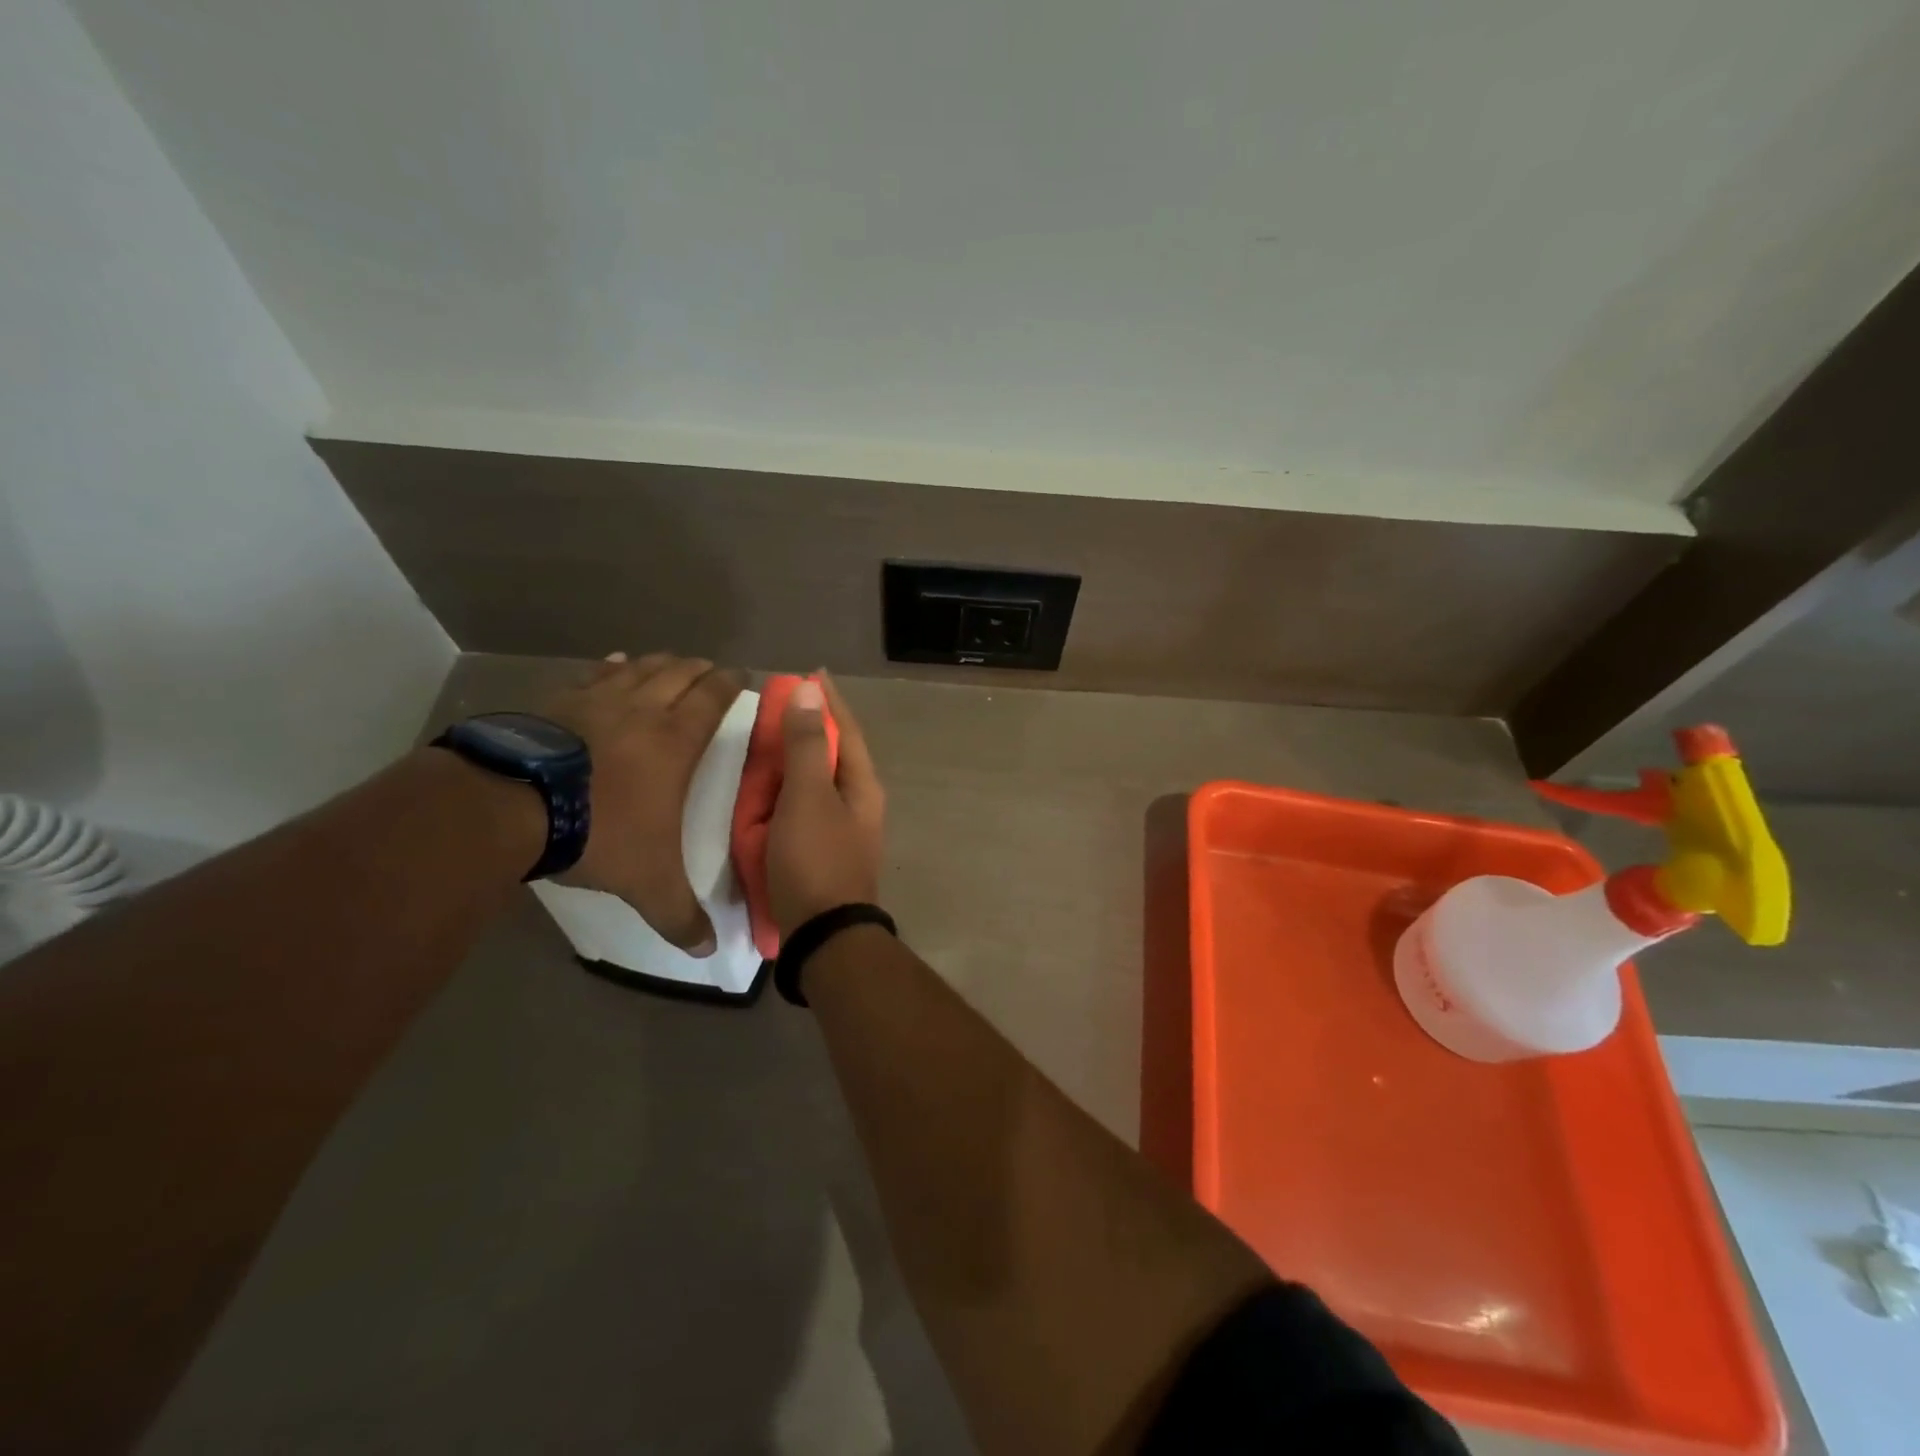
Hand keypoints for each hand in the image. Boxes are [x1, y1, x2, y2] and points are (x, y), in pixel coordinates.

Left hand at [539, 652, 740, 952]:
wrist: (512, 807)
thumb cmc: (599, 832)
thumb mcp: (648, 882)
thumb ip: (679, 916)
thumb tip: (708, 952)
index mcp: (675, 741)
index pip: (712, 699)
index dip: (730, 684)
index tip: (742, 675)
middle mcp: (643, 710)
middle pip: (679, 674)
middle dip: (700, 669)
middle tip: (712, 668)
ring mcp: (597, 701)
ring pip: (640, 668)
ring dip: (661, 662)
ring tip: (673, 660)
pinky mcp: (559, 703)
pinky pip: (595, 675)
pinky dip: (612, 667)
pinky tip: (615, 662)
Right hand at [767, 674, 885, 936]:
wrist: (823, 936)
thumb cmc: (815, 860)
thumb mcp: (807, 797)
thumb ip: (805, 744)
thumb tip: (810, 690)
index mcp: (861, 784)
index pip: (845, 728)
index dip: (827, 700)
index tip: (809, 673)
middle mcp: (858, 802)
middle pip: (832, 753)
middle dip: (808, 727)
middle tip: (778, 707)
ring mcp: (842, 828)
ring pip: (816, 780)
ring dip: (794, 760)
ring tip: (767, 743)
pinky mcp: (822, 850)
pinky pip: (803, 808)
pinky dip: (785, 792)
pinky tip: (765, 792)